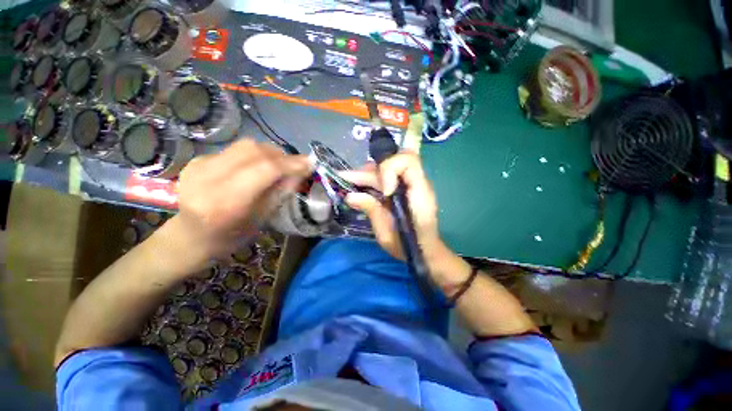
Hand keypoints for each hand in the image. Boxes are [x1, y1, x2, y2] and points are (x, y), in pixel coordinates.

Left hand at [175, 139, 310, 258]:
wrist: (191, 237)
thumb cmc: (232, 236)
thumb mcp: (263, 218)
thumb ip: (282, 191)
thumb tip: (302, 170)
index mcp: (227, 202)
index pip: (264, 170)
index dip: (291, 164)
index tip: (310, 162)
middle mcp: (208, 178)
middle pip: (254, 151)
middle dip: (281, 155)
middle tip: (294, 165)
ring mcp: (199, 166)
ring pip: (244, 146)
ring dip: (268, 153)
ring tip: (276, 166)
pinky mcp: (197, 160)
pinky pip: (234, 150)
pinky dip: (252, 156)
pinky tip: (253, 169)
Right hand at [340, 152, 445, 261]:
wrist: (423, 251)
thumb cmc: (408, 246)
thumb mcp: (387, 234)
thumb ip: (372, 211)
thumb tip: (350, 196)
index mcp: (420, 194)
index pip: (409, 161)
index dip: (390, 170)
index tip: (383, 192)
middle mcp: (417, 184)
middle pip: (393, 162)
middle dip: (368, 171)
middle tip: (345, 178)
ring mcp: (410, 185)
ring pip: (387, 168)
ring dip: (366, 174)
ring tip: (348, 180)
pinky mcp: (403, 189)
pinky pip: (386, 177)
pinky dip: (370, 180)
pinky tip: (357, 185)